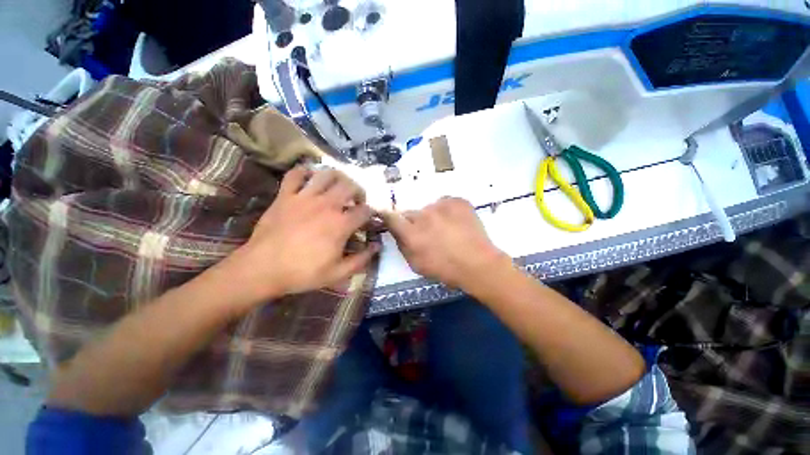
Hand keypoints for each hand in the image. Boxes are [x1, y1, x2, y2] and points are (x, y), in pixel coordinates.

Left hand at [227, 166, 378, 301]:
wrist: (262, 269)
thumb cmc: (303, 273)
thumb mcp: (338, 273)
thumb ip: (362, 259)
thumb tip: (378, 246)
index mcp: (341, 224)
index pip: (365, 210)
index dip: (371, 213)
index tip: (369, 219)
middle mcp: (326, 205)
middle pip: (350, 185)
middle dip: (358, 191)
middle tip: (356, 201)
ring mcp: (304, 197)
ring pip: (326, 174)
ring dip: (337, 178)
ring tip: (337, 187)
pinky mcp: (285, 196)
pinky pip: (295, 174)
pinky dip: (304, 172)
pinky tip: (309, 178)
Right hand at [381, 197, 509, 290]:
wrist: (479, 264)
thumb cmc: (446, 269)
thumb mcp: (417, 265)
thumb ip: (402, 246)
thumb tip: (398, 232)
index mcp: (412, 234)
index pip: (391, 217)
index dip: (387, 215)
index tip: (387, 215)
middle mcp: (424, 216)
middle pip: (412, 214)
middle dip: (415, 223)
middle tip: (428, 234)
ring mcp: (442, 206)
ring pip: (430, 208)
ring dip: (433, 217)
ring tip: (447, 230)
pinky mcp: (457, 201)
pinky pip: (445, 203)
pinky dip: (447, 211)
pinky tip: (457, 223)